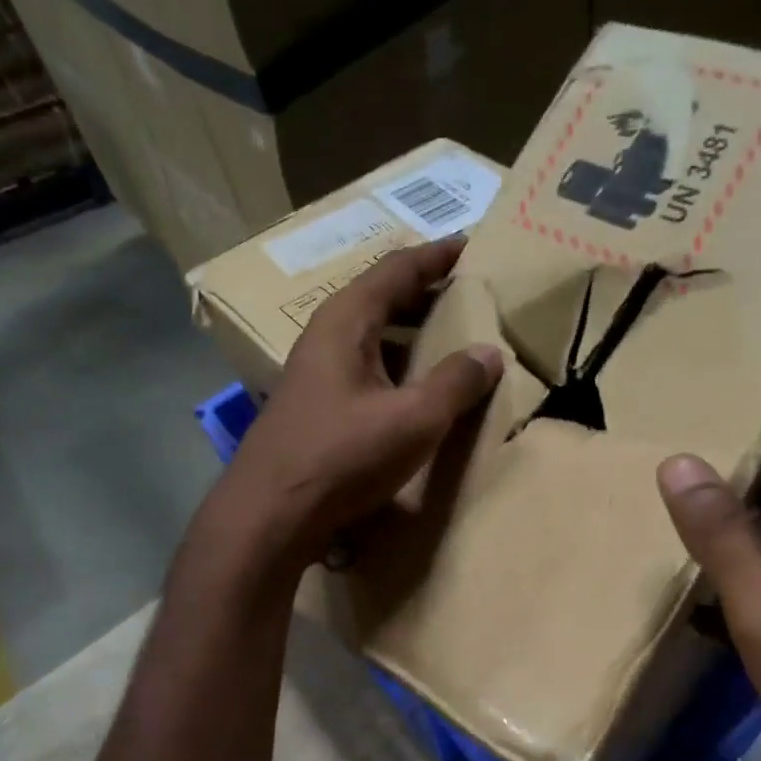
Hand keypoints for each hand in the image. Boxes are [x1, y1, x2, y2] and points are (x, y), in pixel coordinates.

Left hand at [209, 239, 503, 574]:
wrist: (271, 514)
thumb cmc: (342, 456)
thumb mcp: (412, 419)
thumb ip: (455, 383)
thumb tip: (489, 354)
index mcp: (345, 322)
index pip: (396, 270)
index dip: (436, 257)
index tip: (471, 246)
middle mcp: (325, 338)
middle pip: (381, 299)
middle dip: (425, 293)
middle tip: (468, 293)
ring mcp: (316, 374)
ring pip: (371, 337)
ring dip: (410, 332)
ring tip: (450, 336)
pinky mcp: (316, 408)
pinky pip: (365, 369)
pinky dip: (396, 365)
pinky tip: (414, 388)